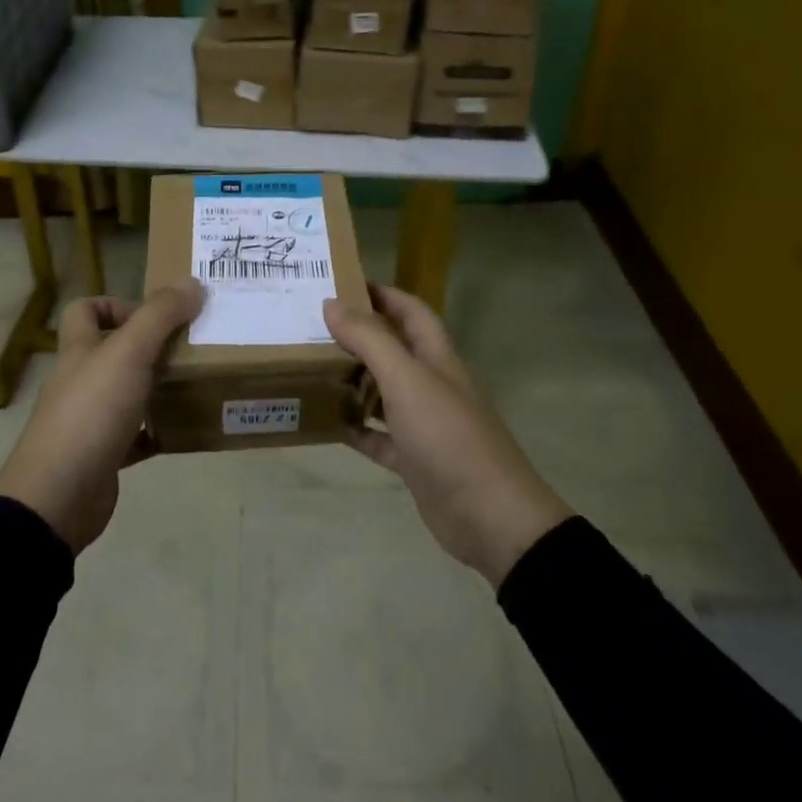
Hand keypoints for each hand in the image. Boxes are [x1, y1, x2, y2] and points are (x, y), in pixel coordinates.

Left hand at [0, 281, 201, 553]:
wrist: (59, 495)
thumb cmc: (91, 412)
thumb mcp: (129, 353)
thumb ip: (160, 316)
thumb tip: (193, 283)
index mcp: (80, 350)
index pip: (85, 311)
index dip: (115, 304)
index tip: (155, 316)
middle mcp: (81, 380)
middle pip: (111, 351)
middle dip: (149, 346)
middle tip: (190, 347)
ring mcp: (89, 419)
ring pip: (126, 392)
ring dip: (157, 387)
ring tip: (195, 383)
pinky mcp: (103, 454)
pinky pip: (135, 436)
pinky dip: (157, 430)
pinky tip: (184, 429)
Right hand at [324, 284, 572, 585]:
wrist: (491, 517)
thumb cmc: (448, 436)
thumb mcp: (407, 380)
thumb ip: (370, 340)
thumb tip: (332, 304)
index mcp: (436, 358)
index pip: (410, 311)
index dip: (382, 294)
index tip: (341, 284)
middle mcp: (431, 384)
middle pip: (393, 349)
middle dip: (358, 336)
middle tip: (312, 328)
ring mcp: (424, 424)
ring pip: (383, 392)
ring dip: (353, 380)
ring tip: (310, 369)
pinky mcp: (414, 460)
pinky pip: (378, 437)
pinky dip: (356, 428)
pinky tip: (327, 423)